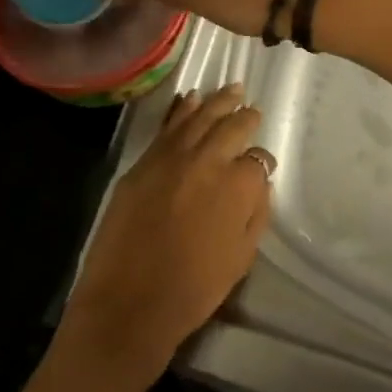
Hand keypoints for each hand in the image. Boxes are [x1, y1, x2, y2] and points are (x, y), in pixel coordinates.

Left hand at [56, 85, 275, 390]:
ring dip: (216, 102)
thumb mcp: (241, 258)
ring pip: (198, 117)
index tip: (261, 166)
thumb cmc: (193, 289)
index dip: (261, 163)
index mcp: (237, 185)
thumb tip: (258, 183)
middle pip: (230, 126)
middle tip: (251, 108)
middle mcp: (207, 160)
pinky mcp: (143, 161)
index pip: (257, 160)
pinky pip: (167, 126)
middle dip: (244, 116)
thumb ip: (255, 213)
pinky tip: (188, 98)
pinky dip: (181, 109)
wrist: (129, 302)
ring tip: (230, 88)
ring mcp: (171, 156)